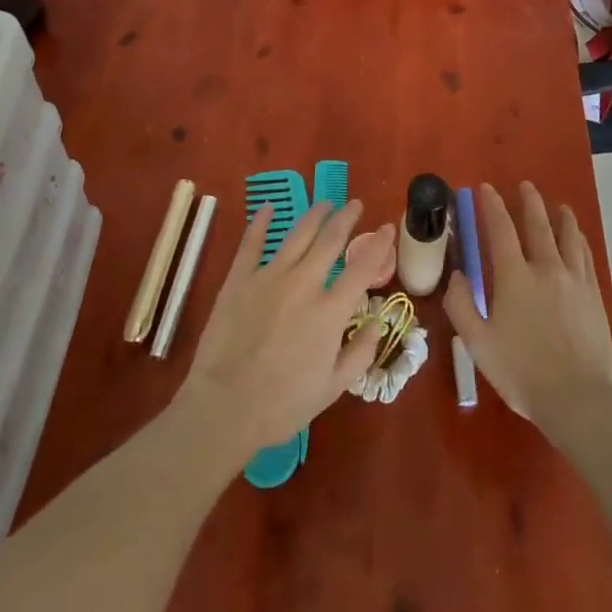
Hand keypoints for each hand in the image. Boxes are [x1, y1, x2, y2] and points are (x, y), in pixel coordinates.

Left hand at [177, 200, 396, 455]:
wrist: (225, 408)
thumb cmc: (282, 405)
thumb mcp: (333, 388)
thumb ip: (360, 353)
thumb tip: (376, 324)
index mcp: (330, 311)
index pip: (362, 267)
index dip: (378, 244)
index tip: (387, 228)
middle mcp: (304, 283)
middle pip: (330, 239)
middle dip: (346, 217)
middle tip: (355, 204)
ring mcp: (269, 277)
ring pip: (298, 234)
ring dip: (315, 215)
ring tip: (325, 204)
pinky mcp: (240, 279)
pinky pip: (252, 243)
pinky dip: (261, 223)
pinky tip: (268, 208)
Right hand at [445, 181, 611, 424]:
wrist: (578, 399)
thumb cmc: (522, 372)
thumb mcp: (478, 344)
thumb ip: (461, 306)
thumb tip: (457, 274)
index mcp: (514, 277)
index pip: (500, 229)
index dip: (491, 206)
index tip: (485, 188)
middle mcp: (546, 268)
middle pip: (538, 225)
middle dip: (529, 202)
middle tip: (525, 185)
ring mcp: (574, 280)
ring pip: (568, 237)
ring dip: (561, 217)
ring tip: (559, 206)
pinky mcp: (594, 296)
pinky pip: (586, 258)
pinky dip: (579, 241)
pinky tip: (578, 240)